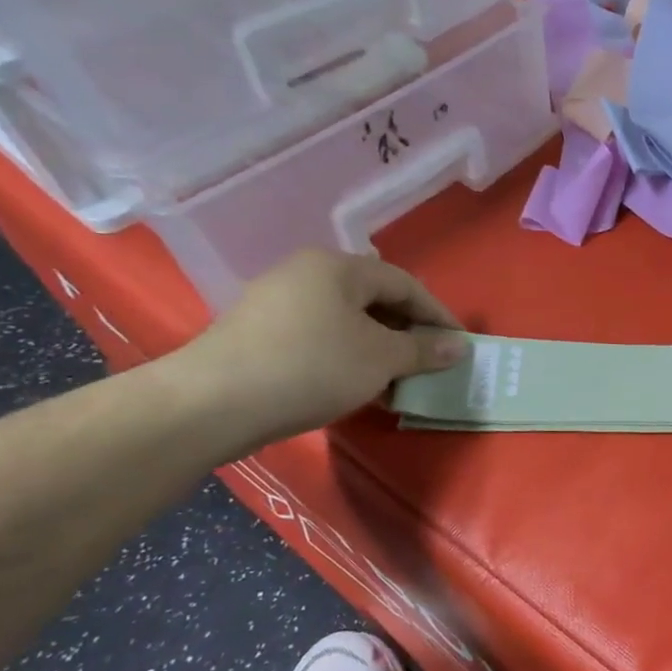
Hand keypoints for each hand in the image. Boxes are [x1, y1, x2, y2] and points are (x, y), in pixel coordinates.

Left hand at [174, 250, 466, 448]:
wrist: (212, 403)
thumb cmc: (311, 367)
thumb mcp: (381, 358)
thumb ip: (424, 349)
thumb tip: (459, 347)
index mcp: (338, 267)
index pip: (405, 284)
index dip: (438, 315)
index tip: (460, 346)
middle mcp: (306, 273)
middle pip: (375, 300)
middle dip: (408, 332)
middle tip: (431, 363)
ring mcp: (278, 302)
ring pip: (348, 321)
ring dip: (380, 349)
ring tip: (399, 380)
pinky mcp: (260, 333)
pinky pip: (321, 337)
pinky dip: (349, 357)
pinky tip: (358, 386)